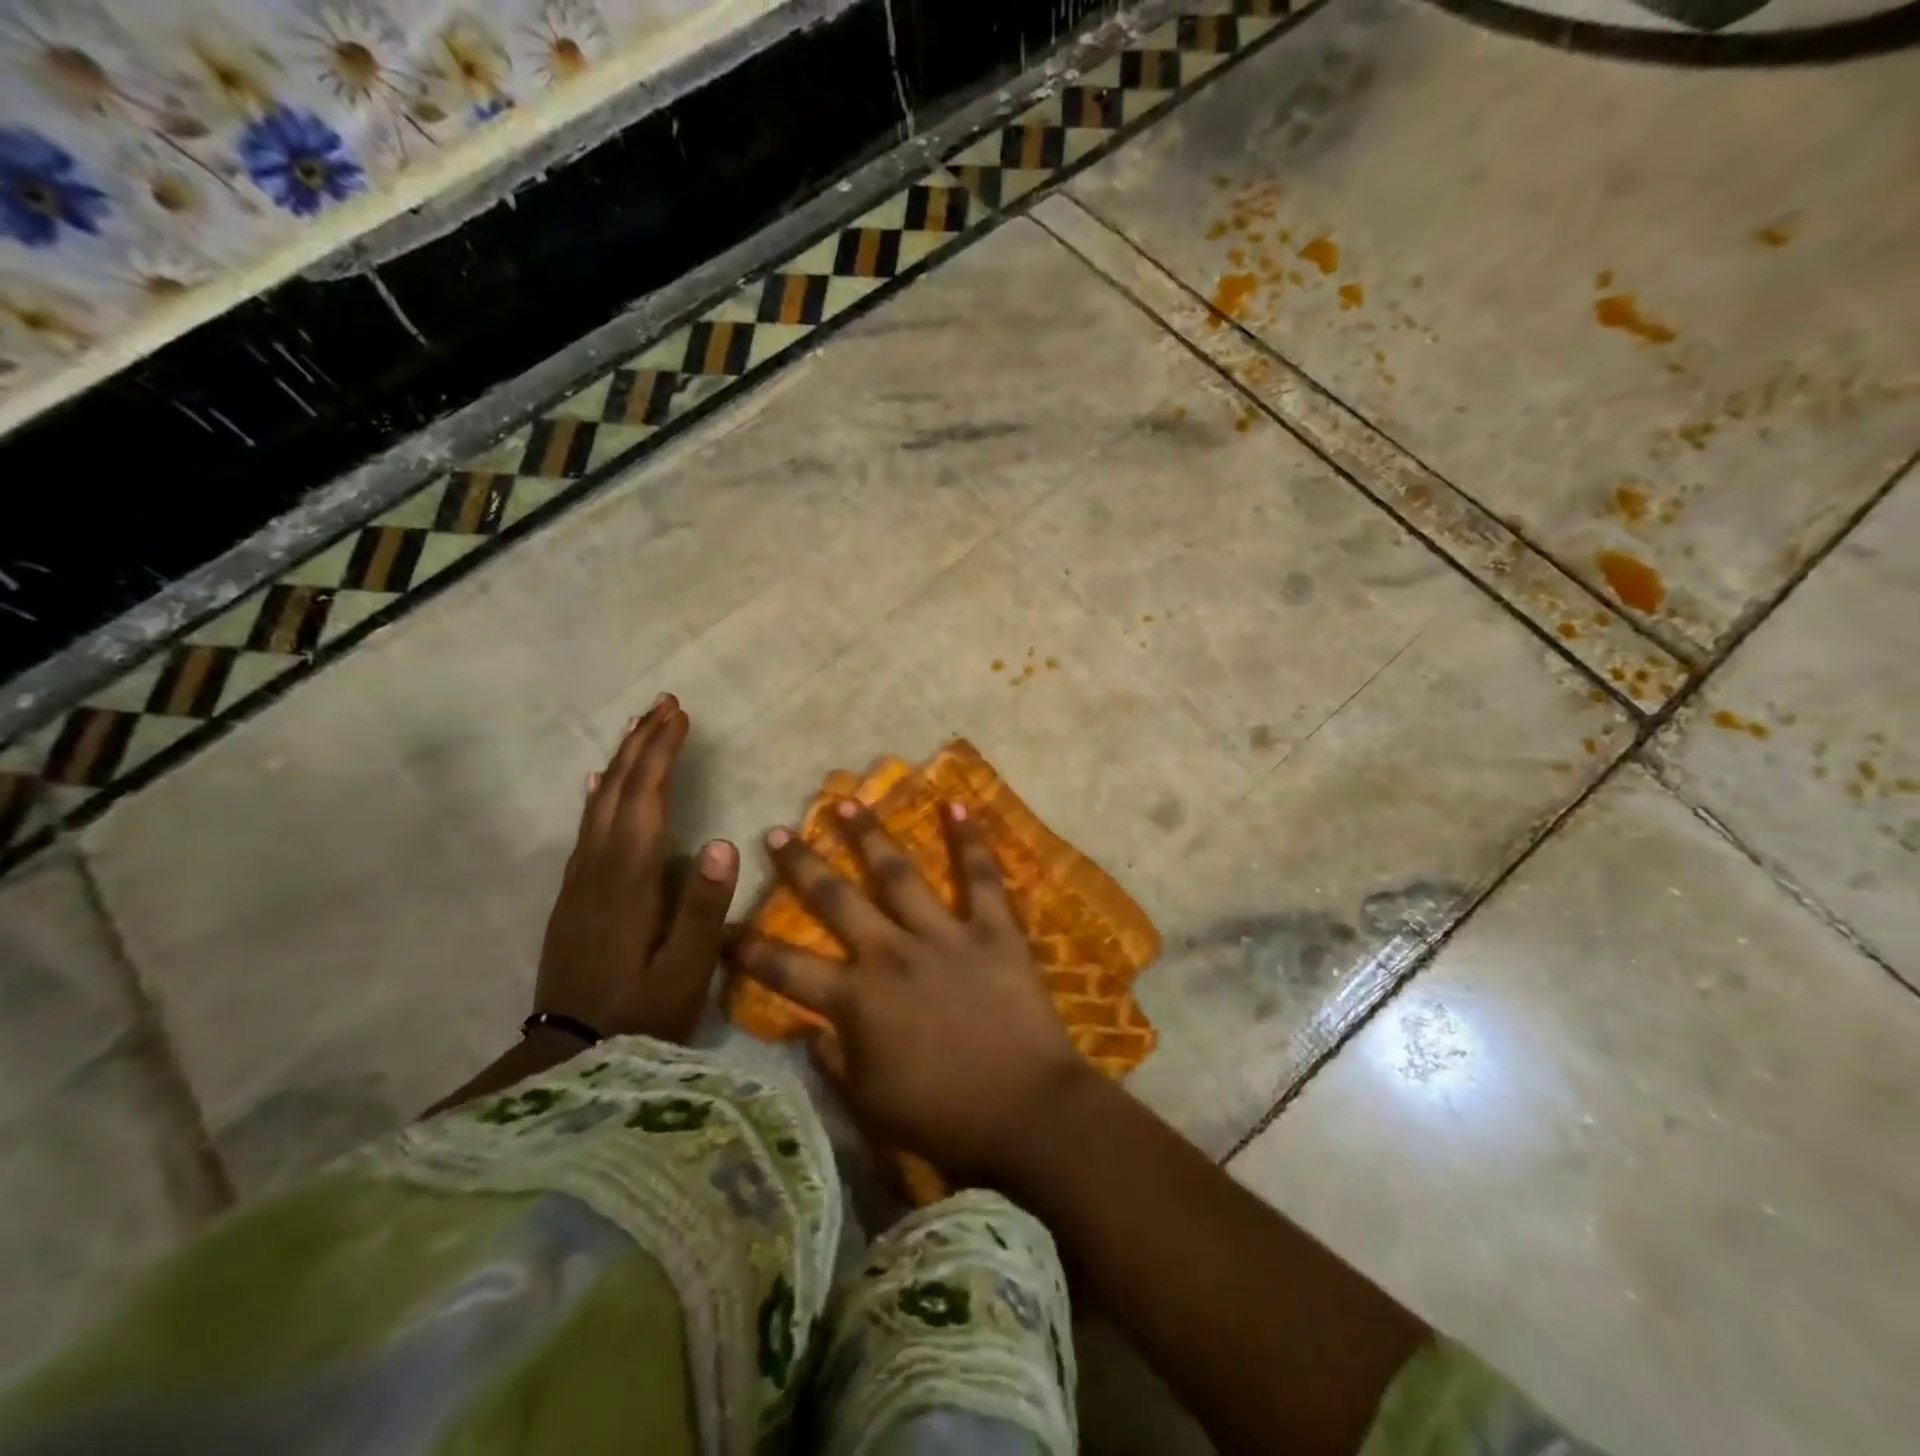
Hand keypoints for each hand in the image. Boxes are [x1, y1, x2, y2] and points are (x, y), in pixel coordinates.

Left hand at [535, 695, 737, 1043]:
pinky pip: (586, 829)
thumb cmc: (639, 1016)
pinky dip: (598, 796)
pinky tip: (599, 784)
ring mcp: (580, 882)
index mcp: (628, 880)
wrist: (566, 1058)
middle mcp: (598, 868)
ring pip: (600, 805)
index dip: (663, 754)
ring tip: (640, 728)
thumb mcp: (684, 972)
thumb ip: (704, 908)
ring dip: (622, 761)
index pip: (646, 800)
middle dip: (643, 743)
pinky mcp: (574, 897)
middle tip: (664, 703)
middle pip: (619, 792)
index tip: (681, 716)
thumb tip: (726, 842)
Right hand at [726, 798, 1092, 1183]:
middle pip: (836, 900)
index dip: (748, 948)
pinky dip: (968, 839)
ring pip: (897, 873)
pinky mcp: (992, 929)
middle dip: (801, 865)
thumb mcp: (870, 1105)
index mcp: (856, 1001)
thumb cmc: (944, 1119)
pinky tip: (954, 802)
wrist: (1026, 1114)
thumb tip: (807, 1031)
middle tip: (777, 832)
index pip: (786, 969)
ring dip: (869, 835)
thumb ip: (833, 1062)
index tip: (722, 925)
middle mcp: (891, 954)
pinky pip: (980, 876)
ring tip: (846, 801)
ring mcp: (943, 935)